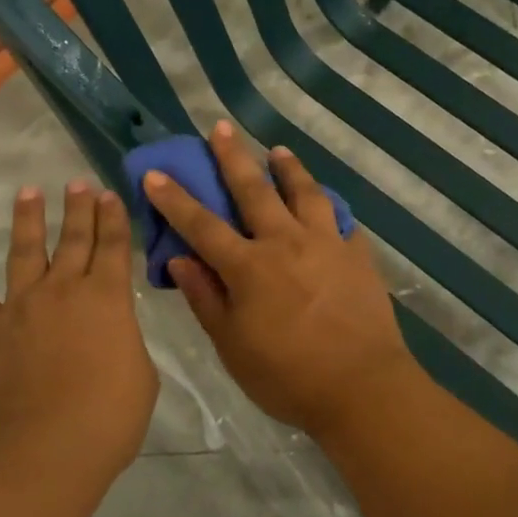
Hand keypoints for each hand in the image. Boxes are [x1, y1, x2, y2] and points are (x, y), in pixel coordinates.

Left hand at [0, 181, 156, 509]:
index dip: (113, 218)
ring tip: (29, 191)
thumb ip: (125, 344)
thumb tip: (110, 334)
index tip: (108, 194)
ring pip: (26, 251)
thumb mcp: (142, 377)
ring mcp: (21, 306)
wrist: (44, 451)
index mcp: (108, 299)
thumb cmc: (107, 420)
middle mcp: (64, 290)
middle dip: (78, 209)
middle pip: (74, 239)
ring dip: (28, 219)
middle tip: (78, 183)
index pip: (114, 246)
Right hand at [142, 122, 416, 434]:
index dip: (175, 198)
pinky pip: (343, 222)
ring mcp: (327, 245)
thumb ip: (205, 298)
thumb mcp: (232, 346)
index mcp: (248, 267)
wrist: (361, 388)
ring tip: (279, 151)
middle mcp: (285, 243)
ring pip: (305, 193)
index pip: (201, 225)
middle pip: (254, 190)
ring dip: (289, 169)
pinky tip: (330, 207)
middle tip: (222, 127)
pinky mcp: (358, 256)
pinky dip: (332, 210)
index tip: (156, 172)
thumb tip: (179, 259)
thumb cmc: (287, 376)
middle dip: (234, 157)